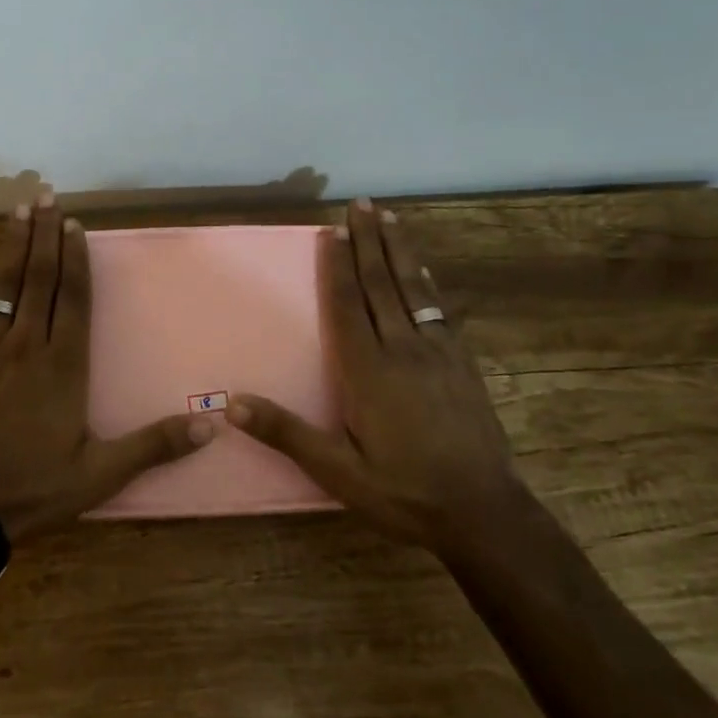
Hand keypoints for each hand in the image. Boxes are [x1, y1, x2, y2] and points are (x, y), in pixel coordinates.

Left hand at [0, 190, 212, 540]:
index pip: (73, 298)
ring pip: (2, 286)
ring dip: (11, 246)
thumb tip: (211, 426)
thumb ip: (153, 445)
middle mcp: (25, 346)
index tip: (75, 223)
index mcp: (62, 365)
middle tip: (46, 196)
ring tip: (17, 210)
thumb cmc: (35, 487)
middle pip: (38, 279)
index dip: (75, 259)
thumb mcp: (101, 473)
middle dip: (43, 236)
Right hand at [228, 198, 518, 549]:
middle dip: (368, 242)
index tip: (332, 230)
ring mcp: (438, 353)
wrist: (484, 513)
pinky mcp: (462, 363)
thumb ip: (287, 434)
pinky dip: (427, 282)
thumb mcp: (338, 472)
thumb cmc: (403, 492)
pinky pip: (439, 309)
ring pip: (413, 289)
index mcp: (369, 370)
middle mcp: (403, 349)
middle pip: (381, 284)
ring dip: (398, 250)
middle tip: (361, 203)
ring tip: (389, 218)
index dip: (338, 266)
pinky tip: (423, 270)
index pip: (348, 305)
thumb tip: (233, 404)